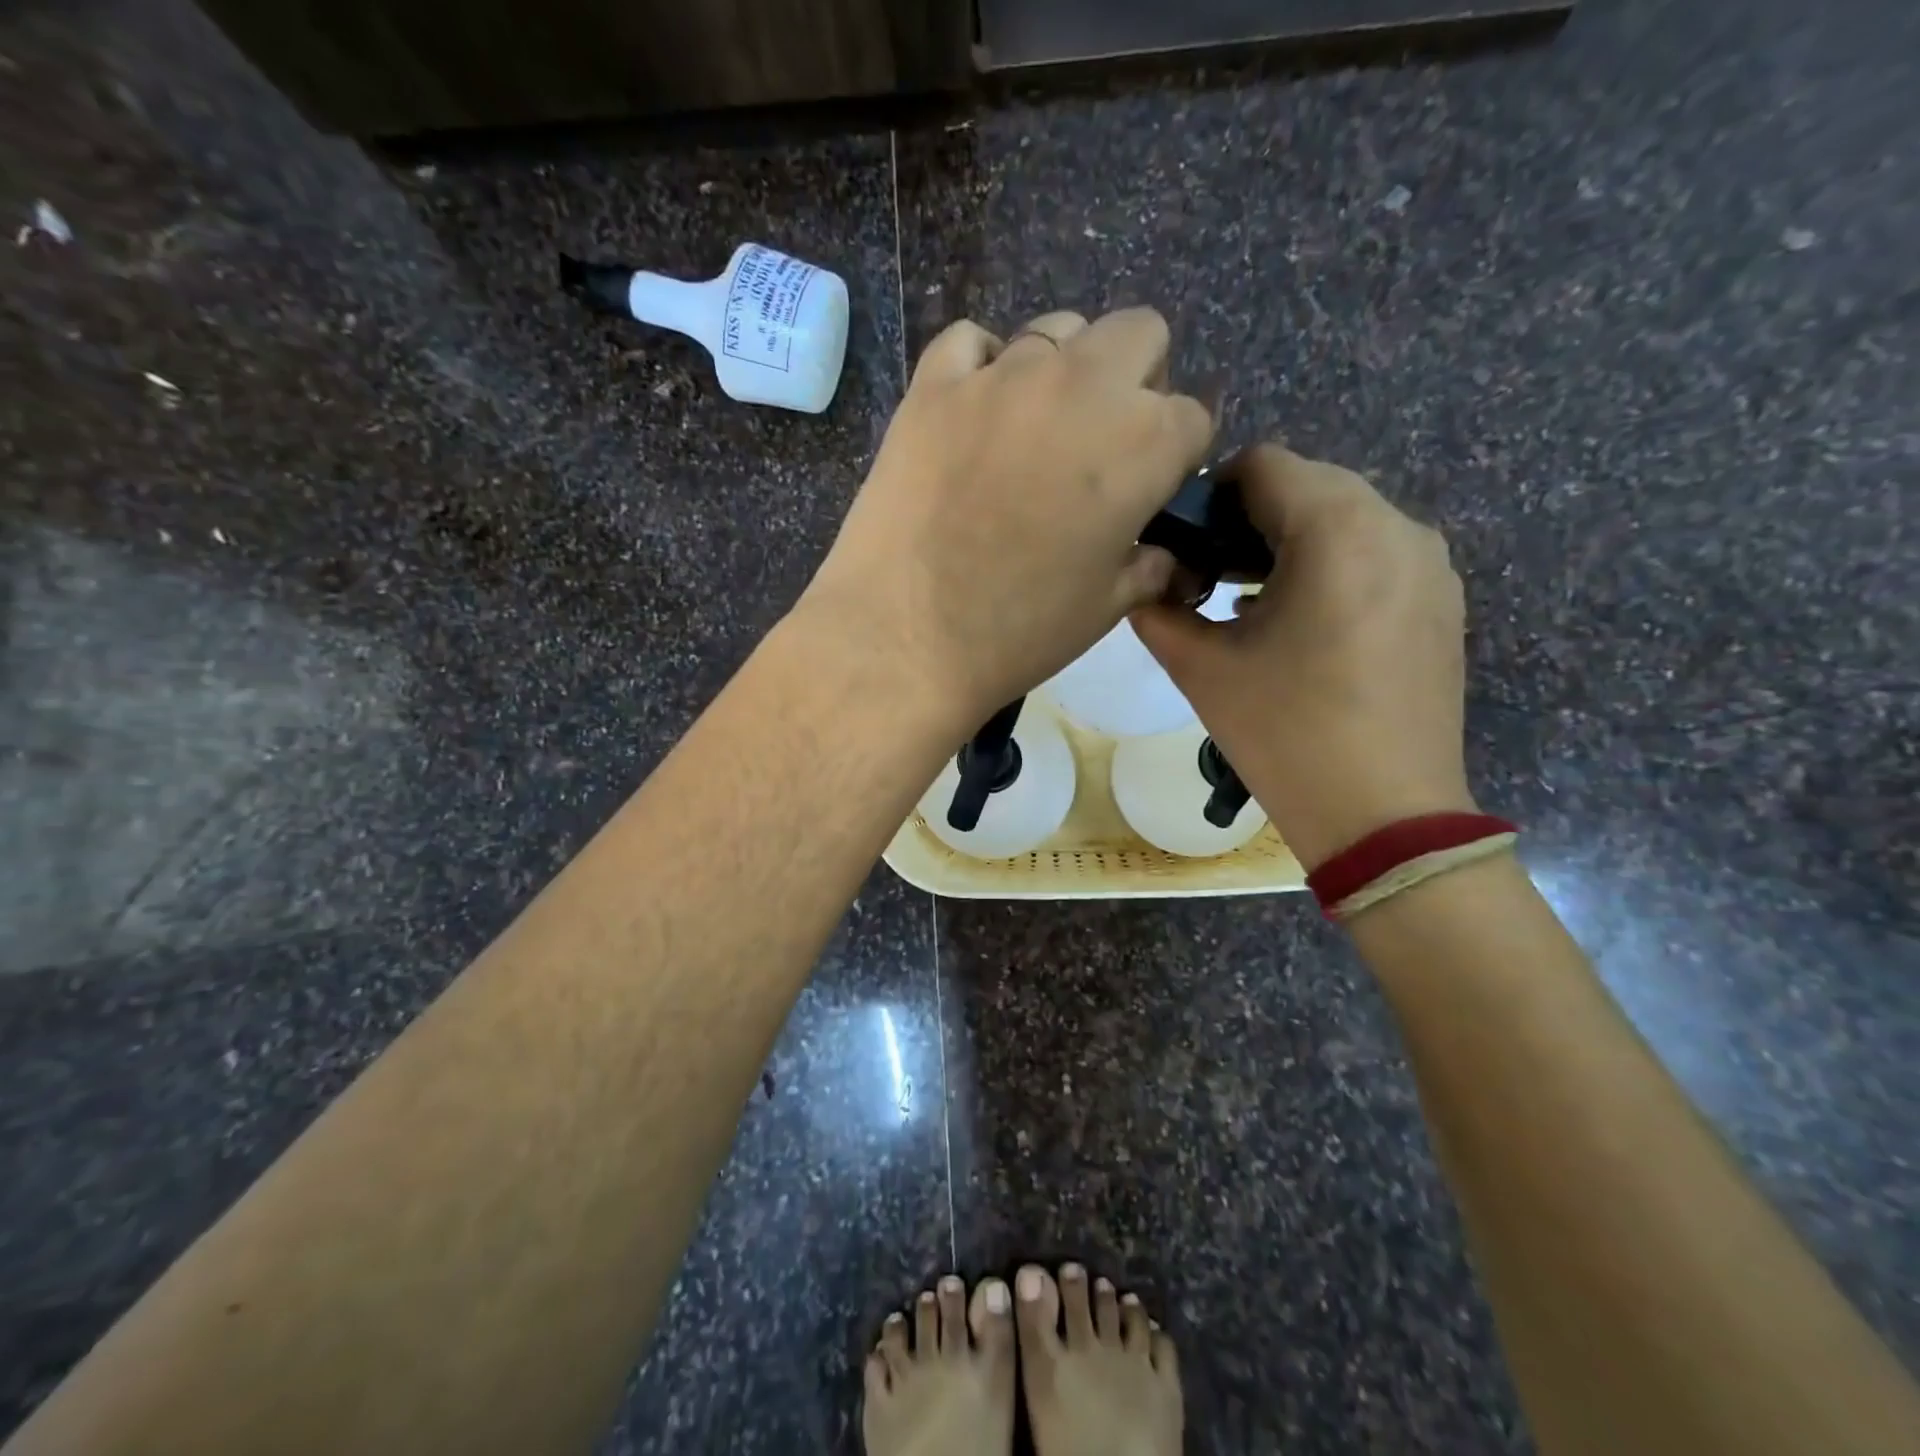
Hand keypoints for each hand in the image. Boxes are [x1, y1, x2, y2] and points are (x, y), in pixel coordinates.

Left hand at [798, 308, 1213, 733]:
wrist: (904, 638)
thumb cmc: (1017, 633)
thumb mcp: (1106, 608)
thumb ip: (1148, 565)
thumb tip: (1160, 553)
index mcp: (1142, 443)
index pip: (1192, 418)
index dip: (1175, 456)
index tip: (1149, 491)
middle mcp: (1082, 386)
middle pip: (1139, 335)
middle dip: (1137, 382)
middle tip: (1101, 446)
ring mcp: (1002, 376)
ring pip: (1057, 332)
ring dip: (1064, 372)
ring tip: (1033, 434)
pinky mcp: (933, 385)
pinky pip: (970, 341)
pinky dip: (982, 367)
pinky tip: (973, 414)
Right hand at [1132, 445, 1474, 869]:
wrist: (1384, 814)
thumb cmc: (1285, 734)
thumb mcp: (1200, 668)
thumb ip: (1157, 609)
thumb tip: (1144, 580)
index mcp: (1336, 529)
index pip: (1262, 465)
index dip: (1210, 494)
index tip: (1182, 544)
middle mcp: (1396, 525)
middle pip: (1308, 485)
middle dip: (1250, 519)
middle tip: (1208, 576)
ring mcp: (1430, 563)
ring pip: (1345, 518)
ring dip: (1289, 543)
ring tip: (1249, 602)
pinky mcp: (1442, 600)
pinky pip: (1376, 553)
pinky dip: (1330, 566)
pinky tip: (1299, 622)